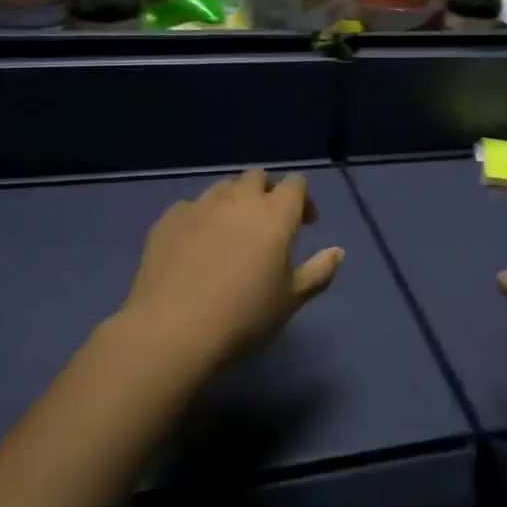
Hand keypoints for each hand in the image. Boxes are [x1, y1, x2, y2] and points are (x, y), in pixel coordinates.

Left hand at [118, 169, 343, 370]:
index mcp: (275, 213)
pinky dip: (200, 217)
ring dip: (234, 200)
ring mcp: (201, 205)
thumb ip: (319, 272)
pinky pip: (191, 206)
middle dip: (267, 191)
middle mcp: (239, 199)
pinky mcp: (169, 219)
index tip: (305, 222)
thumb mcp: (290, 300)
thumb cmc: (244, 316)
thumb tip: (338, 251)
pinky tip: (196, 243)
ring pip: (223, 186)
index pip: (295, 183)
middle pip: (257, 177)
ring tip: (231, 230)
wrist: (173, 330)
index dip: (302, 197)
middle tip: (268, 221)